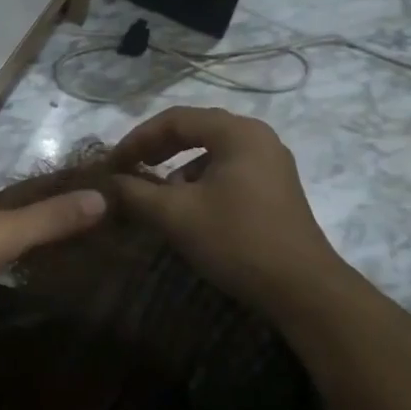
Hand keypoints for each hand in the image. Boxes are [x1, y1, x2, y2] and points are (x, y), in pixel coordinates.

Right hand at [108, 106, 339, 306]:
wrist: (302, 290)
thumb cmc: (236, 241)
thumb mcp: (176, 215)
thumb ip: (135, 193)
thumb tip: (108, 183)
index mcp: (237, 133)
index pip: (175, 119)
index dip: (138, 138)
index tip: (113, 163)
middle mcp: (257, 137)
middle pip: (195, 130)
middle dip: (156, 149)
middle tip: (128, 169)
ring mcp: (270, 163)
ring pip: (211, 151)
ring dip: (177, 167)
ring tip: (155, 192)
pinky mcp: (274, 188)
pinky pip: (227, 170)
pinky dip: (200, 181)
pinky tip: (188, 207)